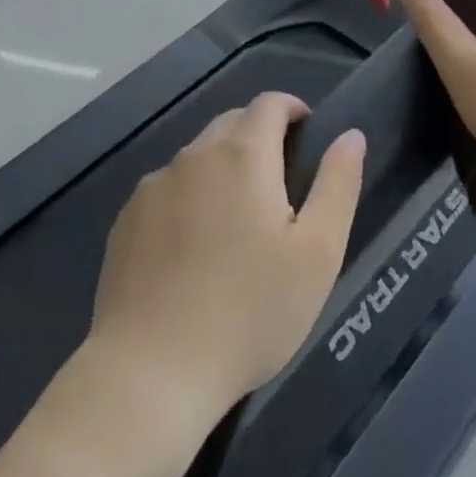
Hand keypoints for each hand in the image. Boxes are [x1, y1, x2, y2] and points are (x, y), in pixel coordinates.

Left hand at [89, 93, 365, 421]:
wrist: (151, 372)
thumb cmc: (250, 312)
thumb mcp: (318, 253)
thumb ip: (338, 184)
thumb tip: (350, 135)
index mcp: (242, 155)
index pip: (268, 104)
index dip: (292, 109)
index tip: (307, 133)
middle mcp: (194, 156)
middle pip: (231, 124)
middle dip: (259, 136)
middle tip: (281, 182)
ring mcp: (153, 188)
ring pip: (197, 157)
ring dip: (223, 168)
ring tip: (238, 220)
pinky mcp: (125, 221)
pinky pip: (167, 190)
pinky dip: (189, 198)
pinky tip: (194, 248)